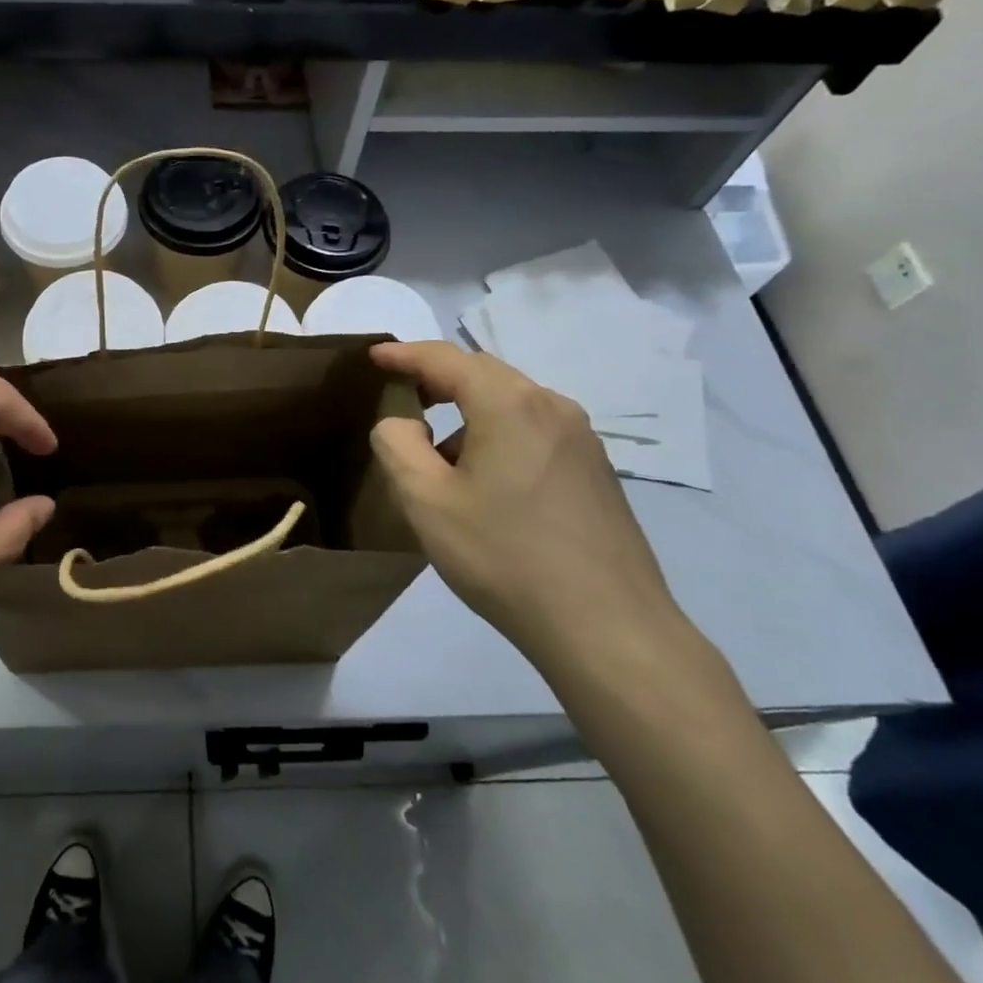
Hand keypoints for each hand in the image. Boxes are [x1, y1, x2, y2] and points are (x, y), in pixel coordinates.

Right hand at [368, 341, 688, 675]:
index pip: (446, 359)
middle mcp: (552, 407)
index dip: (405, 354)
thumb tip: (402, 423)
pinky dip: (500, 434)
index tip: (375, 356)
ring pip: (512, 403)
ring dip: (470, 412)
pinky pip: (536, 430)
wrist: (607, 628)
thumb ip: (398, 446)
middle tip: (403, 396)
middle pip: (484, 374)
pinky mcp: (597, 471)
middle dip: (439, 379)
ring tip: (441, 456)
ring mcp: (582, 439)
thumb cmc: (504, 557)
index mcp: (509, 404)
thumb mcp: (426, 501)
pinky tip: (489, 482)